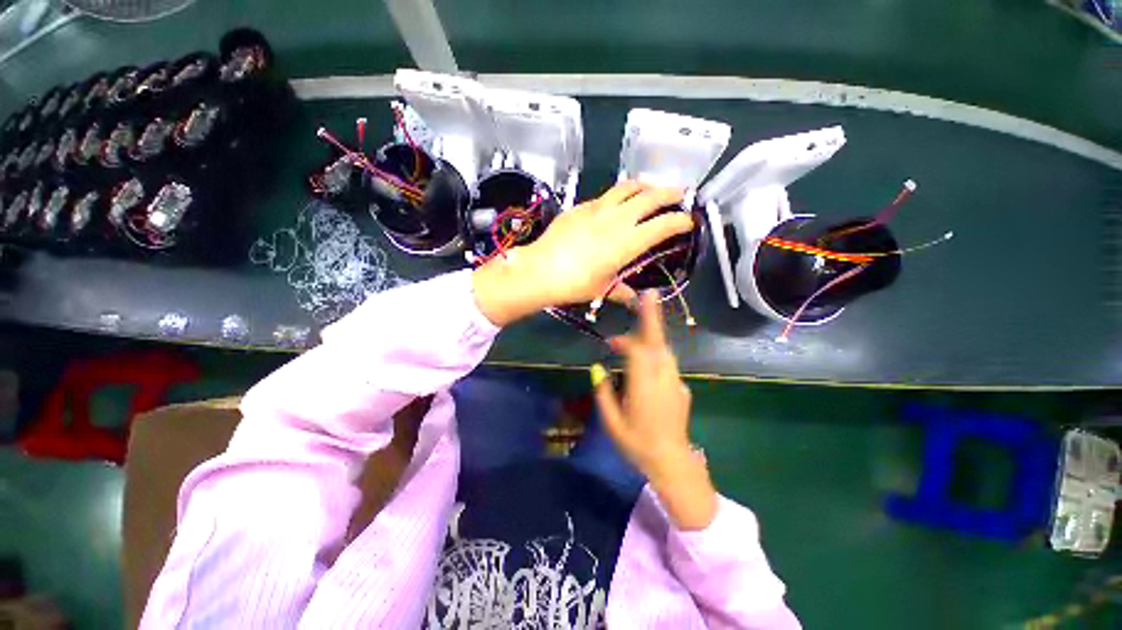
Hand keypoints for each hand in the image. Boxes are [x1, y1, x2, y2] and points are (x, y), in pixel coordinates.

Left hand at [472, 181, 691, 325]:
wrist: (540, 269)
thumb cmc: (574, 284)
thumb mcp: (602, 289)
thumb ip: (622, 292)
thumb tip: (633, 299)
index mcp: (627, 242)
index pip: (663, 225)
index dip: (680, 221)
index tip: (688, 222)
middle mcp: (617, 219)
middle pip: (651, 197)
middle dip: (671, 193)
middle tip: (680, 194)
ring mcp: (597, 208)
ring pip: (628, 187)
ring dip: (645, 186)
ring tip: (651, 190)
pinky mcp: (581, 206)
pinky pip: (605, 196)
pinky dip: (618, 196)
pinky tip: (616, 204)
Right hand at [592, 291, 717, 529]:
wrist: (672, 463)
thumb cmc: (637, 444)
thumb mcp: (612, 422)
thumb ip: (603, 392)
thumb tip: (597, 368)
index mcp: (644, 385)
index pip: (638, 350)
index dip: (625, 340)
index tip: (609, 342)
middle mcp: (663, 378)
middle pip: (658, 342)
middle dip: (652, 317)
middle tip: (648, 296)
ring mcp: (676, 382)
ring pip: (665, 350)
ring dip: (652, 337)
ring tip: (636, 335)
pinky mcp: (682, 388)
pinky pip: (668, 364)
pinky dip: (657, 354)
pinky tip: (646, 362)